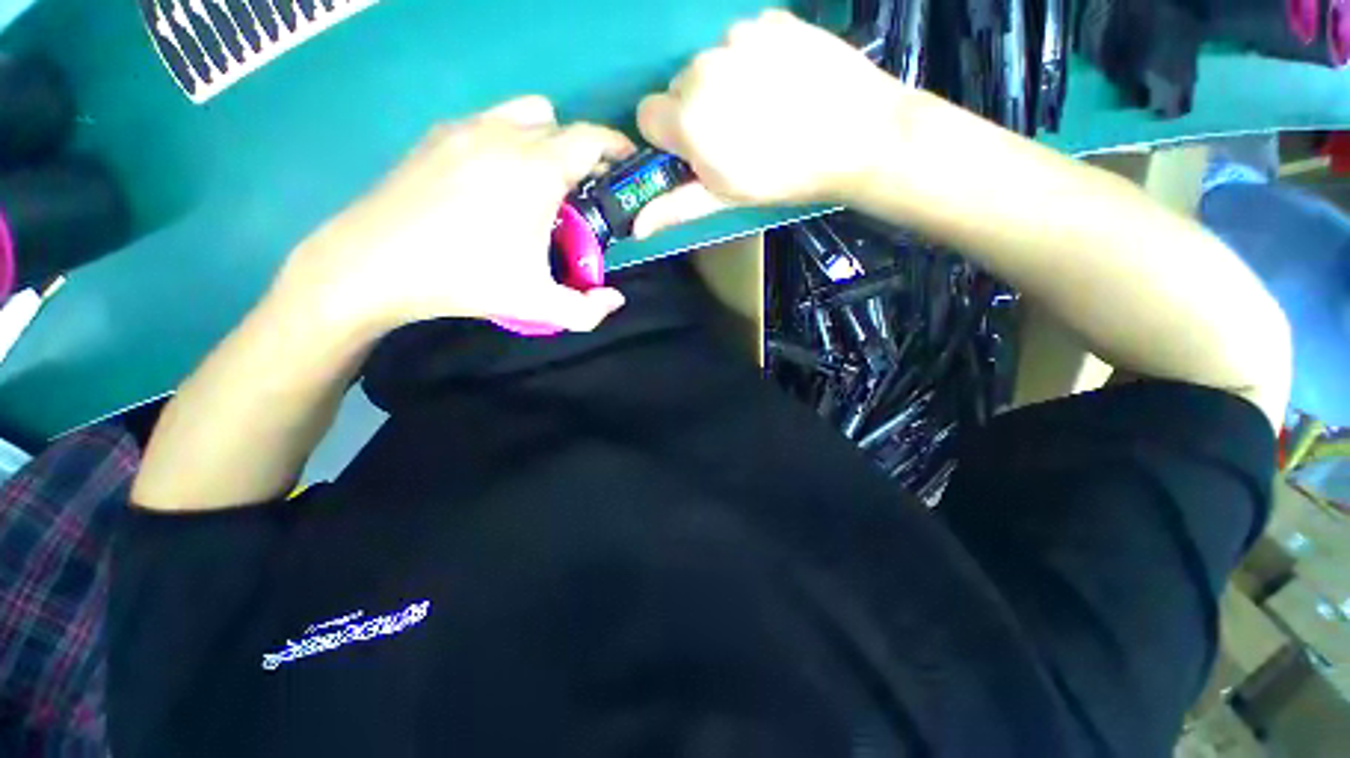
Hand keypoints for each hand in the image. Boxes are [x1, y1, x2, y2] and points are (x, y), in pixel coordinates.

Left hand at [276, 96, 633, 335]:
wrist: (371, 265)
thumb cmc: (462, 281)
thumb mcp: (537, 305)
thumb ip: (587, 311)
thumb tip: (615, 300)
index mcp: (535, 170)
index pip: (590, 138)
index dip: (616, 147)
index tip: (627, 166)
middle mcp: (504, 135)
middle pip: (562, 126)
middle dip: (585, 154)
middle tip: (588, 191)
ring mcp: (466, 129)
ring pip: (526, 113)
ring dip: (549, 139)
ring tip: (546, 181)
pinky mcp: (438, 135)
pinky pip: (492, 121)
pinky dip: (512, 138)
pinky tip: (501, 178)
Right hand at [633, 10, 904, 237]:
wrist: (860, 136)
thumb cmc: (786, 177)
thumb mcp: (726, 197)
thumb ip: (676, 205)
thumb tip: (637, 227)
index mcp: (687, 116)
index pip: (648, 115)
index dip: (669, 137)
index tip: (695, 151)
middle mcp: (702, 67)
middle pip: (678, 88)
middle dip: (695, 112)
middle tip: (735, 135)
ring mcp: (738, 36)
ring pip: (710, 63)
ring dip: (724, 85)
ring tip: (763, 110)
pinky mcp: (770, 20)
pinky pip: (743, 42)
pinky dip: (752, 62)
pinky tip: (781, 84)